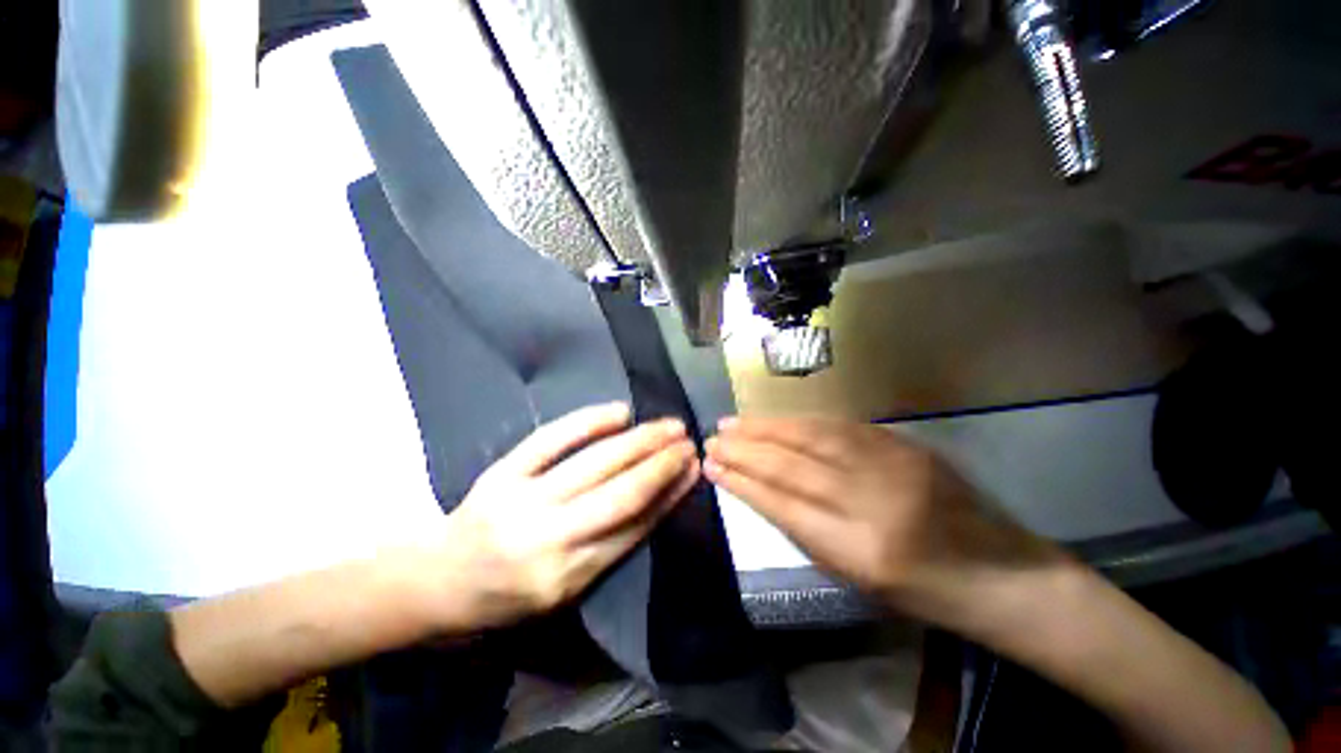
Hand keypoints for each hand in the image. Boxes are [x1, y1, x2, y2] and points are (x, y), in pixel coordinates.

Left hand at [435, 403, 699, 629]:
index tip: (693, 470)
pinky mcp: (503, 473)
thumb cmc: (503, 596)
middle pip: (622, 493)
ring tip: (668, 426)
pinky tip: (620, 412)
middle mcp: (550, 540)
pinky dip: (589, 422)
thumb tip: (656, 503)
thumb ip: (609, 549)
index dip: (669, 495)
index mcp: (567, 579)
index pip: (635, 527)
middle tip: (689, 442)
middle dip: (662, 464)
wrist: (435, 582)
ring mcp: (523, 501)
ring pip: (596, 463)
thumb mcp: (562, 592)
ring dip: (639, 441)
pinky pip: (551, 440)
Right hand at [704, 416, 1063, 623]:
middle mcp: (873, 501)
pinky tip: (777, 419)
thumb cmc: (924, 593)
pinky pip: (839, 426)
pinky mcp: (903, 444)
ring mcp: (891, 465)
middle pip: (791, 465)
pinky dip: (800, 421)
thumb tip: (759, 489)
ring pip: (812, 437)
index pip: (781, 504)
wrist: (1003, 573)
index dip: (741, 482)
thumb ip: (805, 530)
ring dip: (766, 427)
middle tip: (712, 439)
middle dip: (745, 450)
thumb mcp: (857, 578)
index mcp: (860, 551)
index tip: (711, 467)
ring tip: (733, 423)